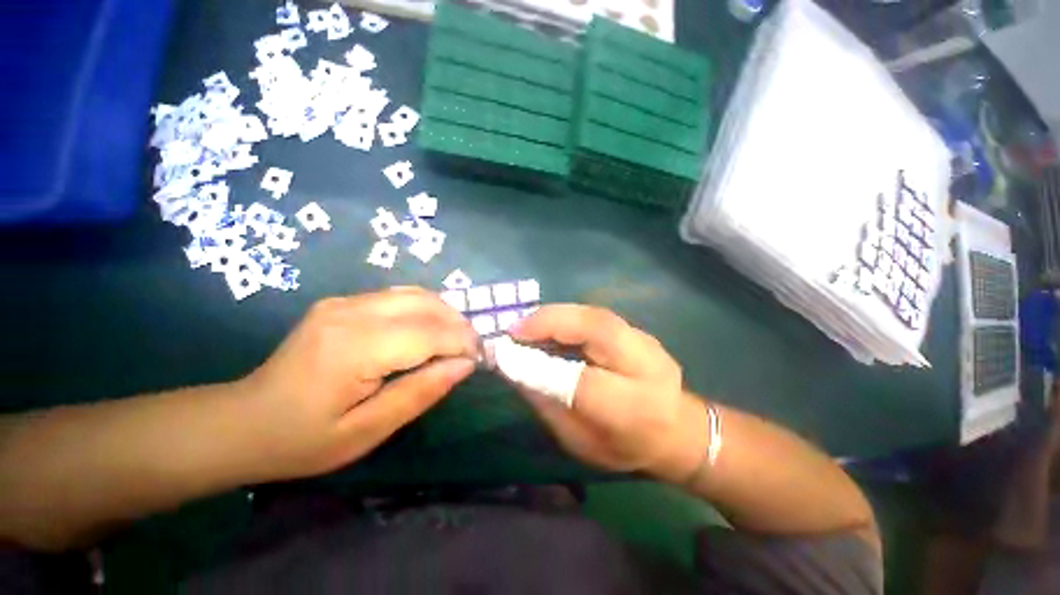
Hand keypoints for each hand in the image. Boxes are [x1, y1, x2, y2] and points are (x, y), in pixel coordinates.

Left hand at [237, 288, 477, 481]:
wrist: (243, 421)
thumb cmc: (303, 439)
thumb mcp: (366, 432)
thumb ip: (420, 393)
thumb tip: (464, 365)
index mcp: (353, 348)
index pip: (428, 333)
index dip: (461, 343)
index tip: (480, 360)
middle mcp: (351, 312)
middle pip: (426, 304)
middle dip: (459, 325)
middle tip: (471, 351)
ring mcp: (345, 302)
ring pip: (417, 294)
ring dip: (446, 314)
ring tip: (456, 340)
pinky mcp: (343, 302)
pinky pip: (400, 297)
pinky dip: (426, 310)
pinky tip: (430, 331)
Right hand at [508, 305, 707, 482]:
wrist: (678, 430)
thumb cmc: (624, 445)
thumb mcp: (579, 441)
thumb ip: (547, 404)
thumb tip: (514, 368)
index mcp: (633, 409)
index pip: (583, 381)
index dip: (541, 364)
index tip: (506, 353)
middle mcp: (644, 366)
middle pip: (595, 329)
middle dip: (548, 323)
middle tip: (514, 329)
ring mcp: (645, 341)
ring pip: (595, 315)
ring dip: (555, 316)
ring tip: (526, 325)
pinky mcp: (638, 330)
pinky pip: (596, 316)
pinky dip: (567, 317)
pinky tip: (549, 325)